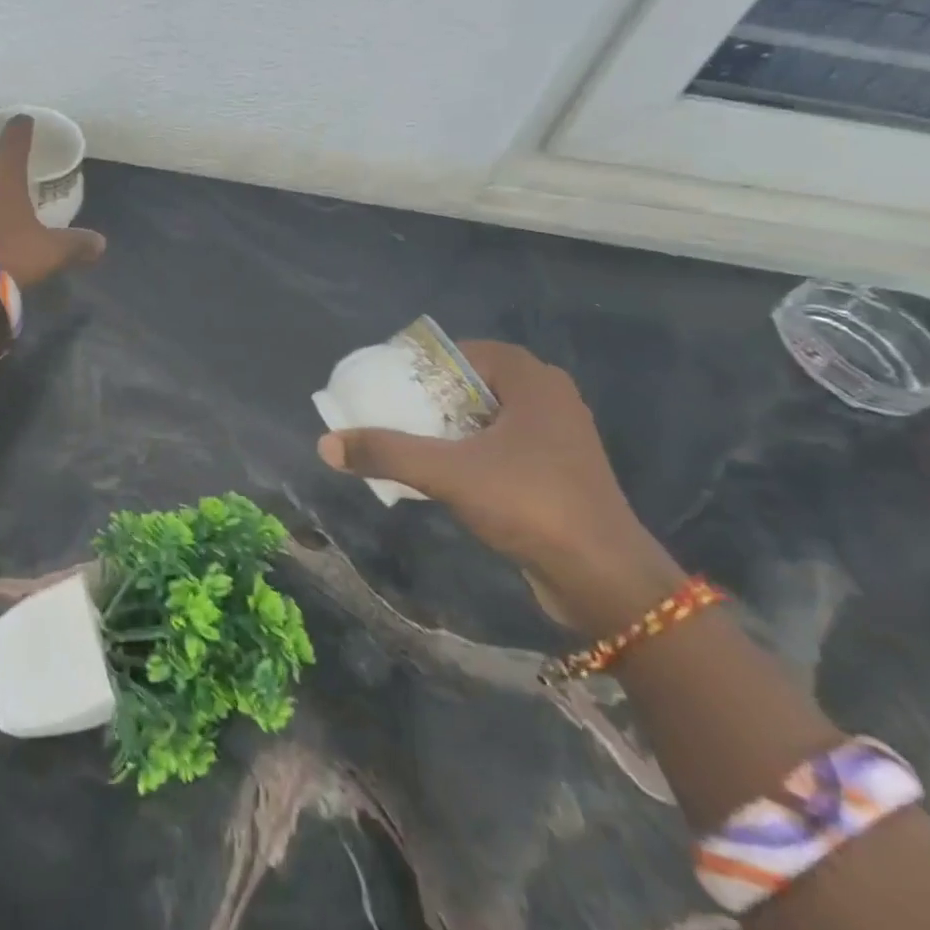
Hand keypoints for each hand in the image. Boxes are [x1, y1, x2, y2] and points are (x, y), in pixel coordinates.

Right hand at [316, 339, 683, 634]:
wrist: (604, 577)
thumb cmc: (531, 503)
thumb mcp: (449, 473)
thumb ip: (387, 454)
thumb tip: (326, 444)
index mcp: (531, 379)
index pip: (461, 352)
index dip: (420, 364)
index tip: (384, 382)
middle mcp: (548, 397)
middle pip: (472, 383)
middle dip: (429, 398)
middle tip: (389, 412)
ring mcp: (557, 435)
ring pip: (486, 417)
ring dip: (447, 427)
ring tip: (406, 442)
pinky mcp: (558, 470)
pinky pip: (501, 444)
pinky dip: (469, 451)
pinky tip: (442, 474)